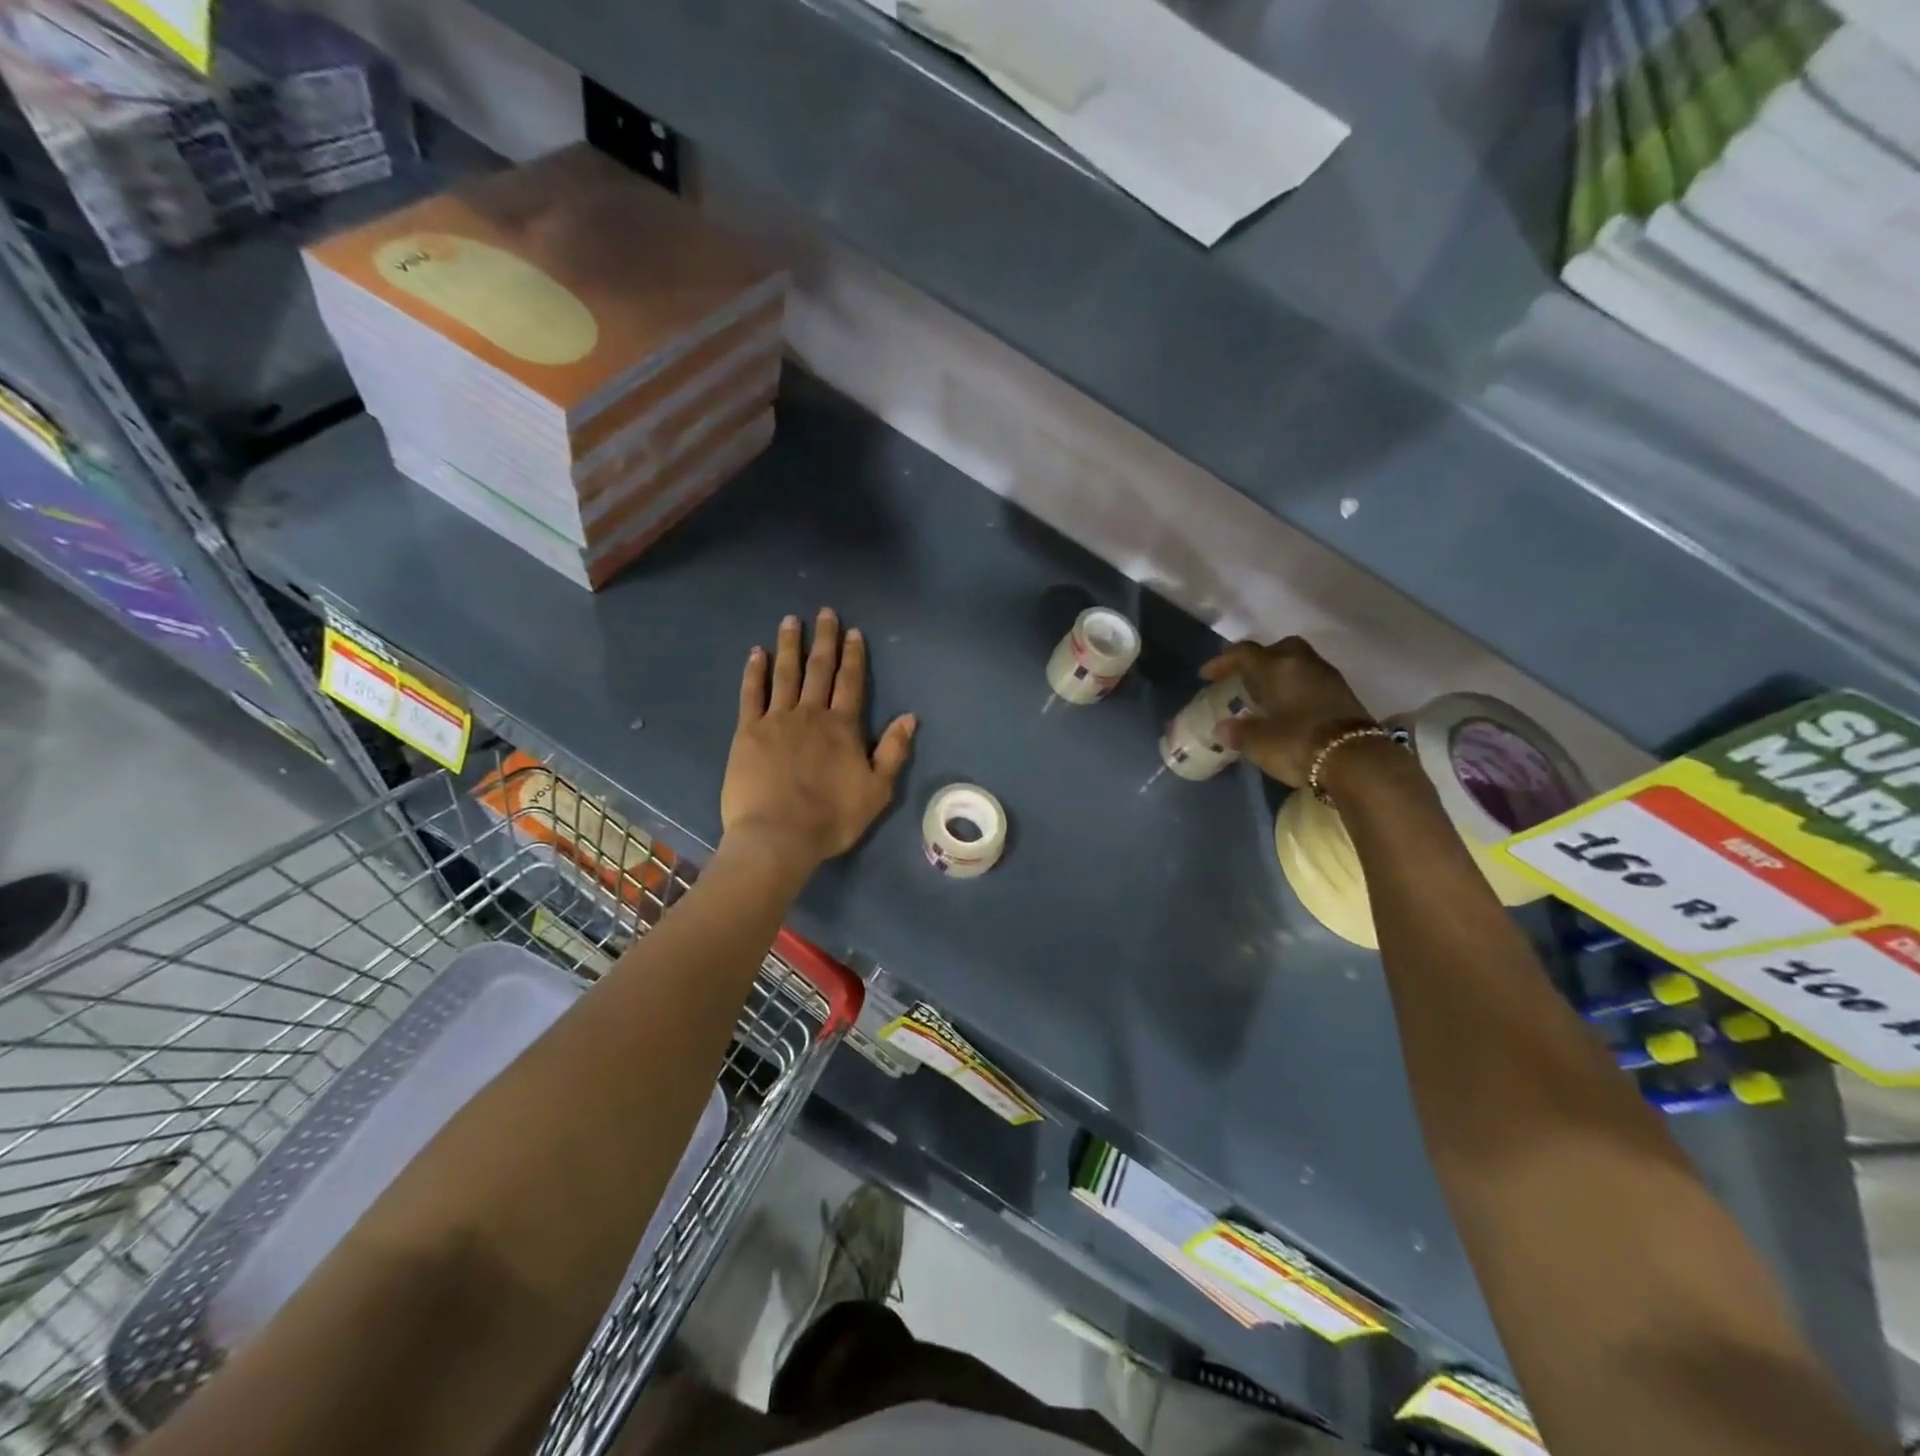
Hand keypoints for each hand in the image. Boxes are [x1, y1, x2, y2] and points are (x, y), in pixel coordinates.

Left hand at [721, 609, 915, 868]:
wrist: (777, 836)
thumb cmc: (831, 817)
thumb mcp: (877, 790)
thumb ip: (893, 751)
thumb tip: (909, 716)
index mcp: (843, 727)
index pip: (851, 682)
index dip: (853, 656)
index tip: (853, 632)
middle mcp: (811, 714)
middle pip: (819, 669)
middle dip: (824, 640)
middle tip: (825, 613)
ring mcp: (776, 720)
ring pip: (785, 674)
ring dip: (789, 646)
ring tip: (790, 621)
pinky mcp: (748, 732)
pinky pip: (751, 694)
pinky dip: (754, 672)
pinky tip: (756, 654)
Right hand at [1199, 636, 1372, 787]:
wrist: (1356, 760)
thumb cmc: (1298, 743)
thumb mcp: (1258, 742)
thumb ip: (1238, 731)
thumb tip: (1223, 727)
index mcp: (1277, 667)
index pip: (1245, 653)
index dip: (1223, 661)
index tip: (1207, 675)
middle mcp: (1303, 664)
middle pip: (1279, 648)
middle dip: (1260, 659)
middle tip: (1245, 677)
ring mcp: (1328, 678)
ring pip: (1299, 664)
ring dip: (1280, 674)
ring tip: (1266, 695)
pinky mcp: (1344, 695)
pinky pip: (1312, 681)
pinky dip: (1297, 688)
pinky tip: (1289, 709)